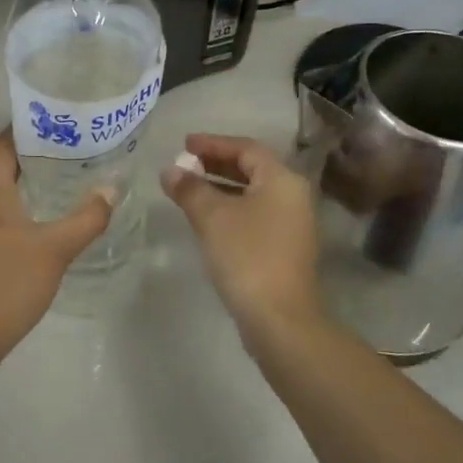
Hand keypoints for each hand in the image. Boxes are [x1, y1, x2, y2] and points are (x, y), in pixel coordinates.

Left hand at [0, 130, 114, 361]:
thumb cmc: (7, 286)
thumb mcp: (54, 251)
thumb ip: (86, 219)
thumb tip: (111, 190)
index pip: (4, 145)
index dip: (30, 129)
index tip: (61, 122)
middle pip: (3, 168)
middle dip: (38, 158)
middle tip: (76, 151)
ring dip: (30, 185)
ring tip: (68, 182)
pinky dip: (20, 209)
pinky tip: (45, 221)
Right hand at [161, 134, 321, 339]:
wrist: (279, 319)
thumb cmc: (247, 256)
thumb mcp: (212, 217)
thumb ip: (190, 188)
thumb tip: (170, 170)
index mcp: (282, 180)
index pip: (246, 148)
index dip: (213, 143)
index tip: (183, 144)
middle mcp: (293, 196)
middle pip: (252, 169)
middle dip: (216, 164)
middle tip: (184, 164)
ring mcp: (292, 224)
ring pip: (252, 193)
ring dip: (220, 187)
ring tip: (188, 188)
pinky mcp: (284, 248)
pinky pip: (254, 214)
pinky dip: (230, 208)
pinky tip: (206, 218)